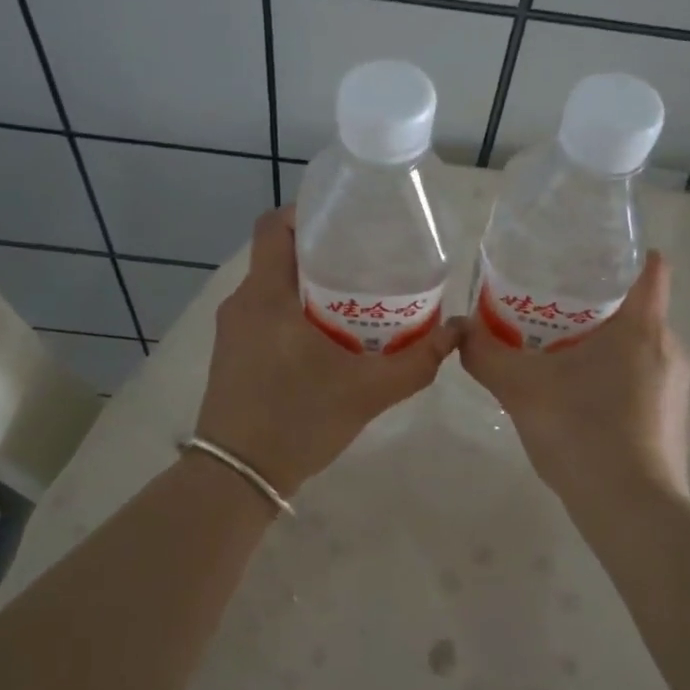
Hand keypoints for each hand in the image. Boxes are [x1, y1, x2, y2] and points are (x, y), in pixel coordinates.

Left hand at [195, 208, 459, 496]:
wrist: (237, 478)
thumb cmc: (297, 422)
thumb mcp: (367, 392)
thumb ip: (416, 362)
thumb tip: (458, 332)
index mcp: (266, 297)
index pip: (273, 226)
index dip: (306, 211)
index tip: (346, 220)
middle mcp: (242, 303)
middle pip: (277, 254)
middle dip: (320, 249)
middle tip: (366, 257)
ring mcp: (232, 330)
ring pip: (271, 285)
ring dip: (308, 282)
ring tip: (355, 293)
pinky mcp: (231, 353)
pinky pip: (264, 311)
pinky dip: (293, 308)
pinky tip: (327, 333)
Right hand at [458, 250, 689, 500]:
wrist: (631, 510)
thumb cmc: (582, 432)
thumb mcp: (521, 389)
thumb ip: (486, 355)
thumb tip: (458, 330)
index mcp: (642, 326)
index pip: (648, 267)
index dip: (621, 255)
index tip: (585, 259)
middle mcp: (669, 347)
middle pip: (637, 306)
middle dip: (596, 303)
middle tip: (549, 308)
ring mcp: (676, 386)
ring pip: (639, 346)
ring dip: (603, 343)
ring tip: (558, 353)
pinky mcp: (672, 418)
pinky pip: (642, 379)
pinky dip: (613, 376)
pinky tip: (578, 399)